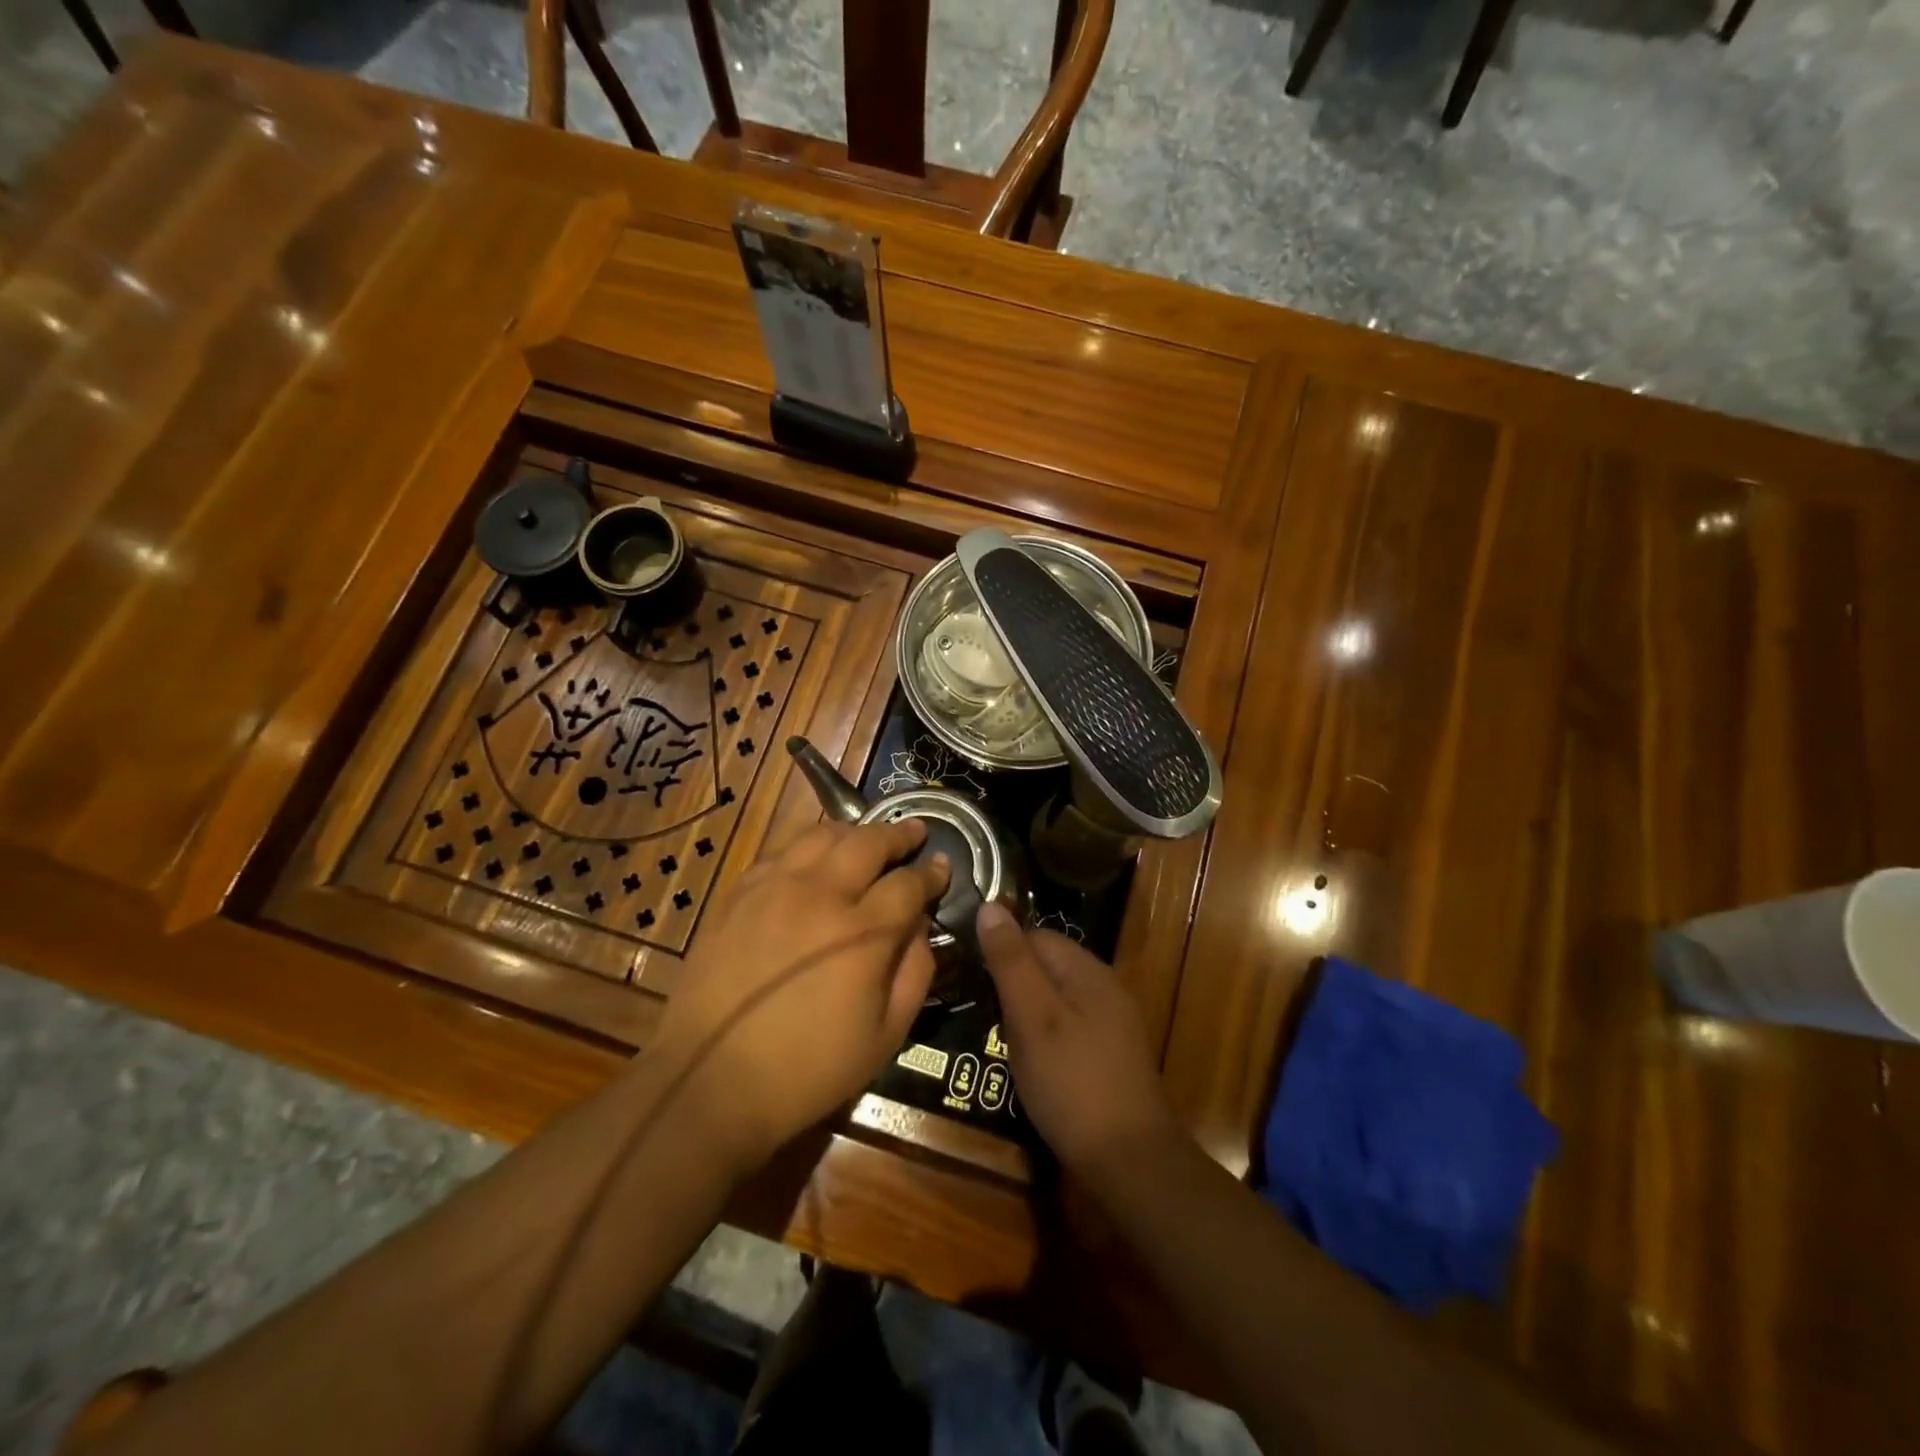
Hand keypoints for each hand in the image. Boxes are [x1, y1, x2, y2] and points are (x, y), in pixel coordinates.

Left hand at [650, 819, 948, 1172]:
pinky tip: (813, 859)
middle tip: (914, 832)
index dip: (931, 873)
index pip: (909, 884)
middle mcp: (821, 895)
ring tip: (865, 839)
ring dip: (853, 832)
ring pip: (822, 834)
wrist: (710, 1081)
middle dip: (899, 834)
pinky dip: (807, 846)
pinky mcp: (739, 892)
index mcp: (862, 933)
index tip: (942, 866)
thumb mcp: (886, 1036)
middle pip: (868, 842)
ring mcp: (774, 887)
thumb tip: (920, 925)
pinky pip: (780, 850)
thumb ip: (915, 972)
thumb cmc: (808, 1069)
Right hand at [975, 904, 1179, 1180]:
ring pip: (1058, 1000)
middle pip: (1048, 967)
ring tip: (1002, 1044)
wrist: (1130, 1162)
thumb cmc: (1072, 1082)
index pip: (1037, 937)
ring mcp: (1114, 1025)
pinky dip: (1047, 1040)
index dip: (1003, 953)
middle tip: (987, 1019)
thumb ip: (1011, 961)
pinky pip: (1071, 1030)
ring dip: (1029, 1016)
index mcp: (1088, 971)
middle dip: (1014, 986)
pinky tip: (1035, 1067)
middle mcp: (1106, 988)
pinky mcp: (1113, 1057)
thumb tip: (990, 905)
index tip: (975, 981)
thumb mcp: (1032, 1017)